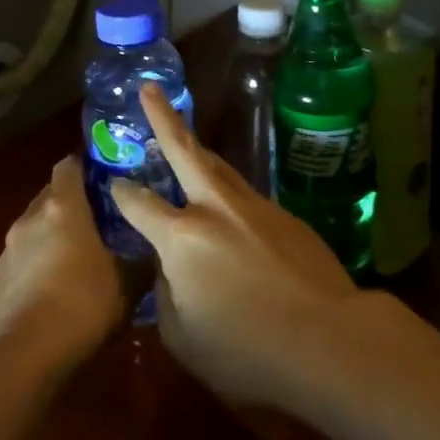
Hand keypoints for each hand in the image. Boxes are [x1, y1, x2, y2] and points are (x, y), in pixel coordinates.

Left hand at [0, 157, 124, 371]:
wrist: (25, 355)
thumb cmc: (82, 304)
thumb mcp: (127, 283)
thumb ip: (140, 259)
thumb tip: (156, 250)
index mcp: (63, 206)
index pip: (69, 165)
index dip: (87, 165)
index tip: (107, 175)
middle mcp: (32, 216)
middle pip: (52, 193)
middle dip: (73, 200)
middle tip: (101, 215)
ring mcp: (10, 246)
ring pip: (36, 224)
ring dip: (54, 231)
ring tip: (80, 252)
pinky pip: (24, 254)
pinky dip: (39, 259)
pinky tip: (57, 284)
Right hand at [111, 83, 358, 406]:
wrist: (328, 338)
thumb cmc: (246, 351)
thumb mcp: (184, 337)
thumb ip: (166, 295)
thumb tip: (169, 268)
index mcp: (182, 237)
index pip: (140, 204)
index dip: (121, 192)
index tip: (112, 180)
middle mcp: (215, 208)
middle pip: (184, 150)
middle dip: (162, 117)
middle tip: (149, 88)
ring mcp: (254, 206)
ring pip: (218, 167)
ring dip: (197, 151)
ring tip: (183, 139)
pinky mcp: (284, 214)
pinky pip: (245, 195)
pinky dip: (227, 192)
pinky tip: (228, 207)